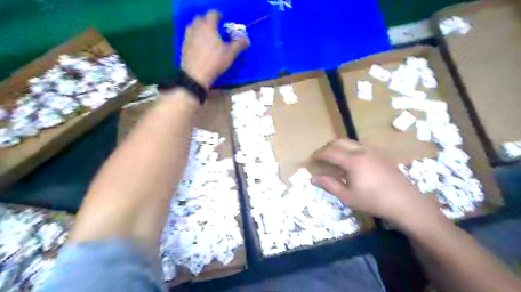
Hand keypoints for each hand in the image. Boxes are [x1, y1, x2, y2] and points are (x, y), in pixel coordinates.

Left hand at [182, 10, 249, 88]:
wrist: (195, 75)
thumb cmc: (214, 62)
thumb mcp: (230, 54)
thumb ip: (239, 45)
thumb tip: (246, 40)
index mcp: (208, 26)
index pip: (213, 14)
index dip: (218, 15)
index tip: (222, 20)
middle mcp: (197, 27)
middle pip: (201, 18)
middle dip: (208, 21)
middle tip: (215, 28)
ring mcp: (189, 36)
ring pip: (193, 26)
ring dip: (200, 28)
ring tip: (207, 36)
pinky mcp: (184, 45)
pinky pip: (189, 35)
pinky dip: (195, 37)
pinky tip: (200, 45)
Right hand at [311, 139, 440, 227]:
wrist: (405, 202)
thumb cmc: (374, 201)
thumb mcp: (348, 196)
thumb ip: (329, 185)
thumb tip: (313, 178)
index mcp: (353, 160)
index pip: (330, 152)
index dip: (318, 154)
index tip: (311, 159)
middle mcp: (362, 150)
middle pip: (339, 141)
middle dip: (327, 147)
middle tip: (320, 157)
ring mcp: (372, 151)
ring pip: (350, 142)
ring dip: (338, 147)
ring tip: (333, 159)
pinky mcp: (380, 154)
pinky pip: (359, 146)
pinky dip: (349, 150)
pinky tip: (350, 162)